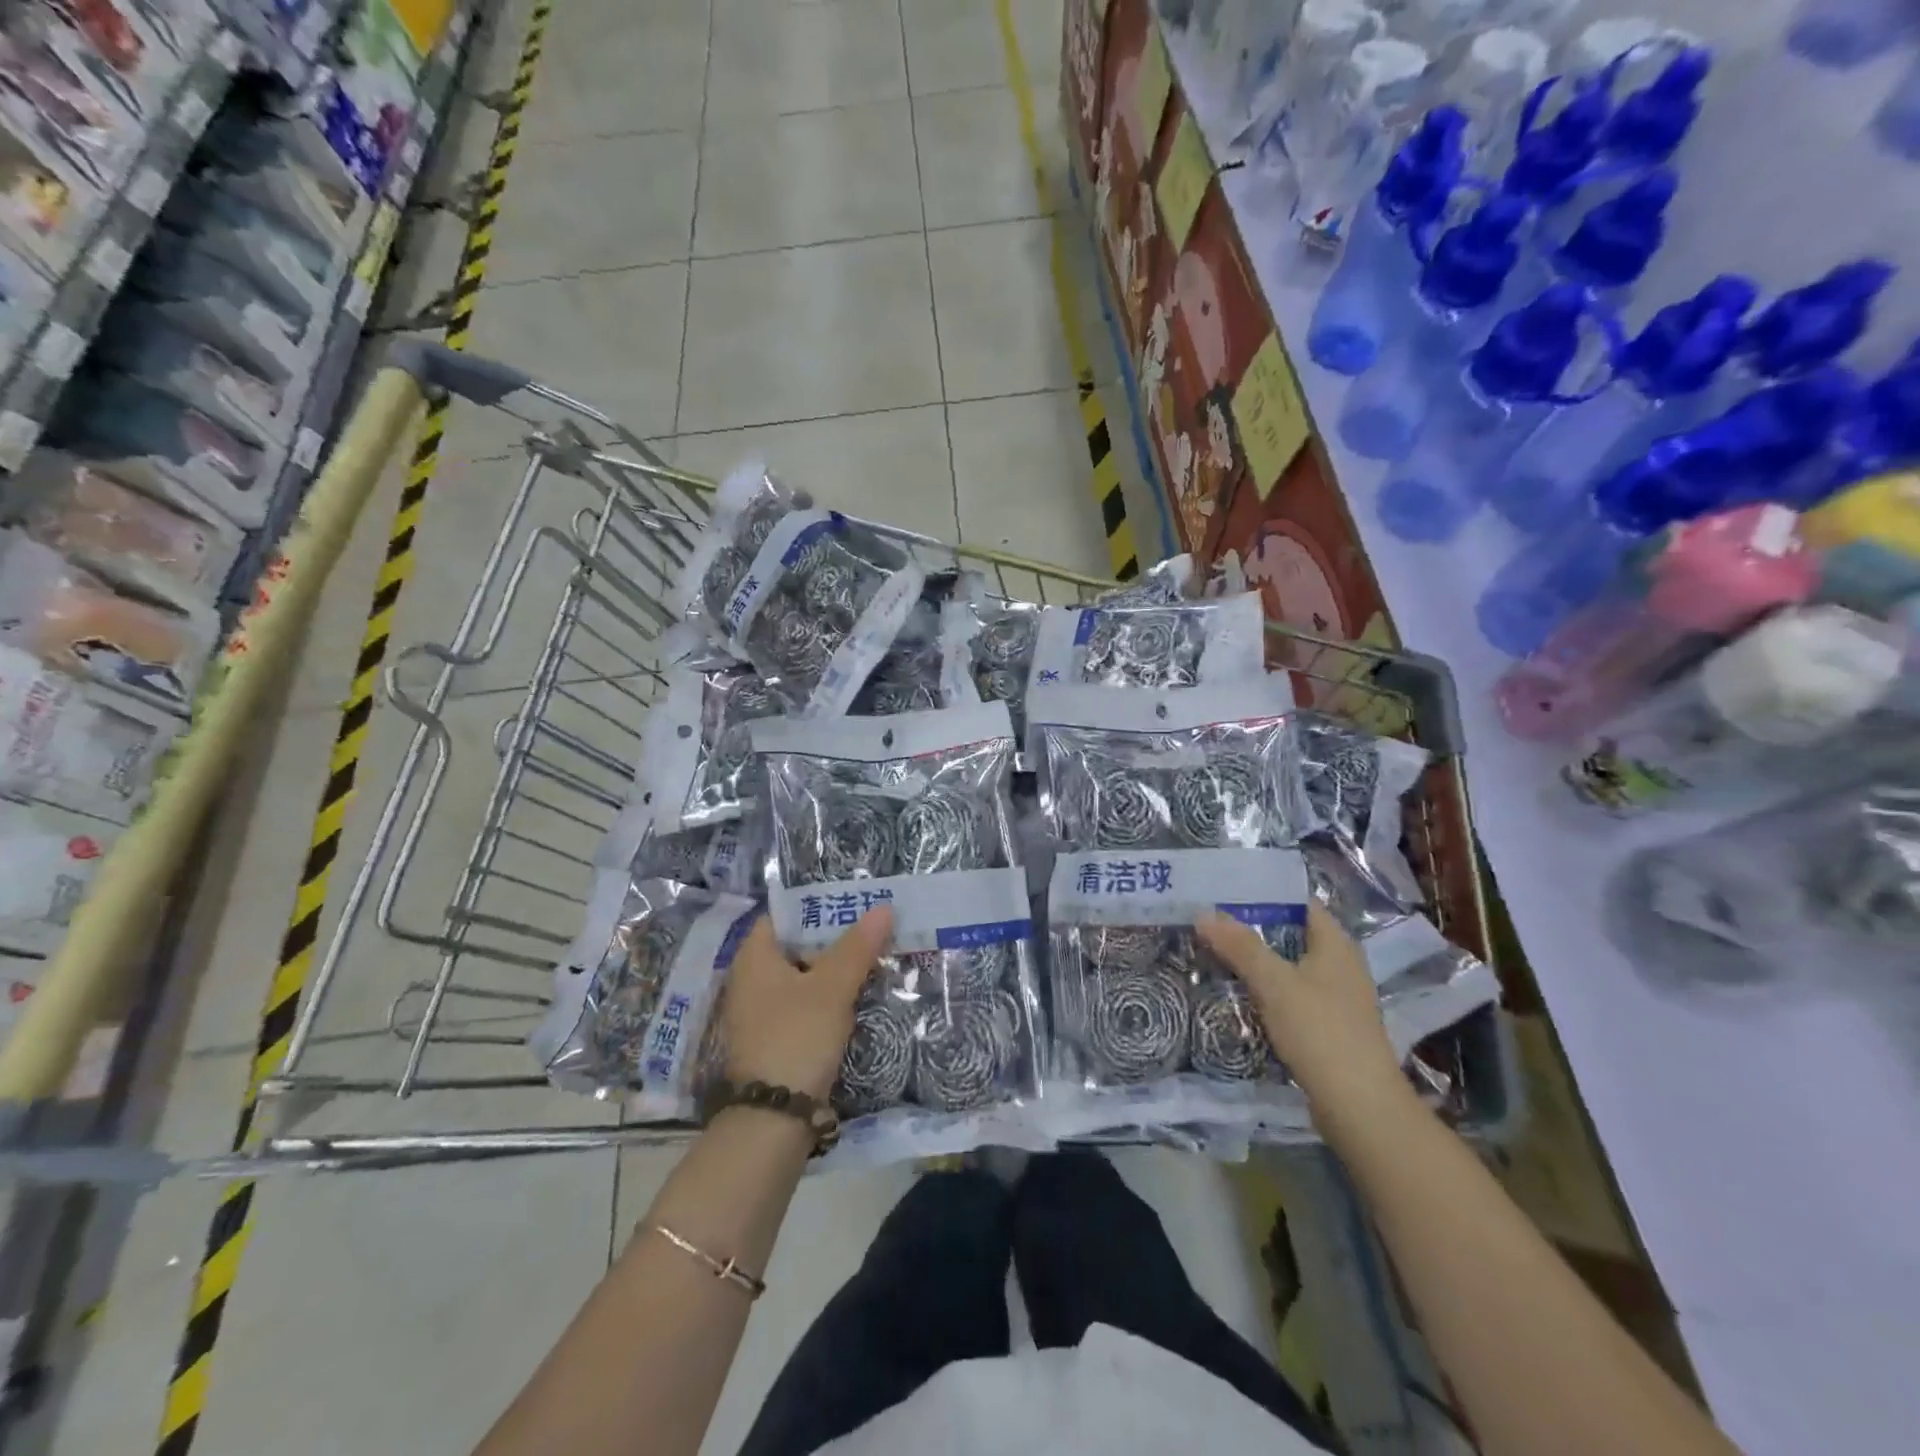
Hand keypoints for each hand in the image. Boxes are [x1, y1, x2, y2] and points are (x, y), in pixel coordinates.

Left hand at [720, 909, 892, 1100]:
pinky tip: (856, 996)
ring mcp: (761, 1012)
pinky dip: (827, 997)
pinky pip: (804, 1004)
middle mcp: (751, 980)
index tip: (852, 901)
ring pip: (803, 977)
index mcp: (754, 957)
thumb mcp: (832, 988)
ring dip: (833, 968)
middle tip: (871, 926)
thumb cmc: (796, 1037)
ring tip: (872, 955)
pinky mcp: (774, 1039)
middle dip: (833, 937)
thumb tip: (884, 907)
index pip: (783, 915)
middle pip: (795, 945)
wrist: (773, 1120)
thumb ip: (857, 947)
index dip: (816, 905)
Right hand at [1197, 901, 1410, 1135]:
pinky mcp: (1327, 1028)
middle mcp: (1341, 965)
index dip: (1264, 893)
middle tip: (1209, 921)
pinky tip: (1237, 994)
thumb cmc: (1320, 1032)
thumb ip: (1240, 946)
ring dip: (1256, 962)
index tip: (1224, 890)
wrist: (1359, 1108)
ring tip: (1213, 952)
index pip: (1300, 903)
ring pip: (1288, 967)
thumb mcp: (1274, 983)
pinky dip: (1265, 991)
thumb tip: (1203, 913)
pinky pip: (1290, 996)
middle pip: (1291, 934)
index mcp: (1336, 945)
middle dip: (1252, 928)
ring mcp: (1336, 999)